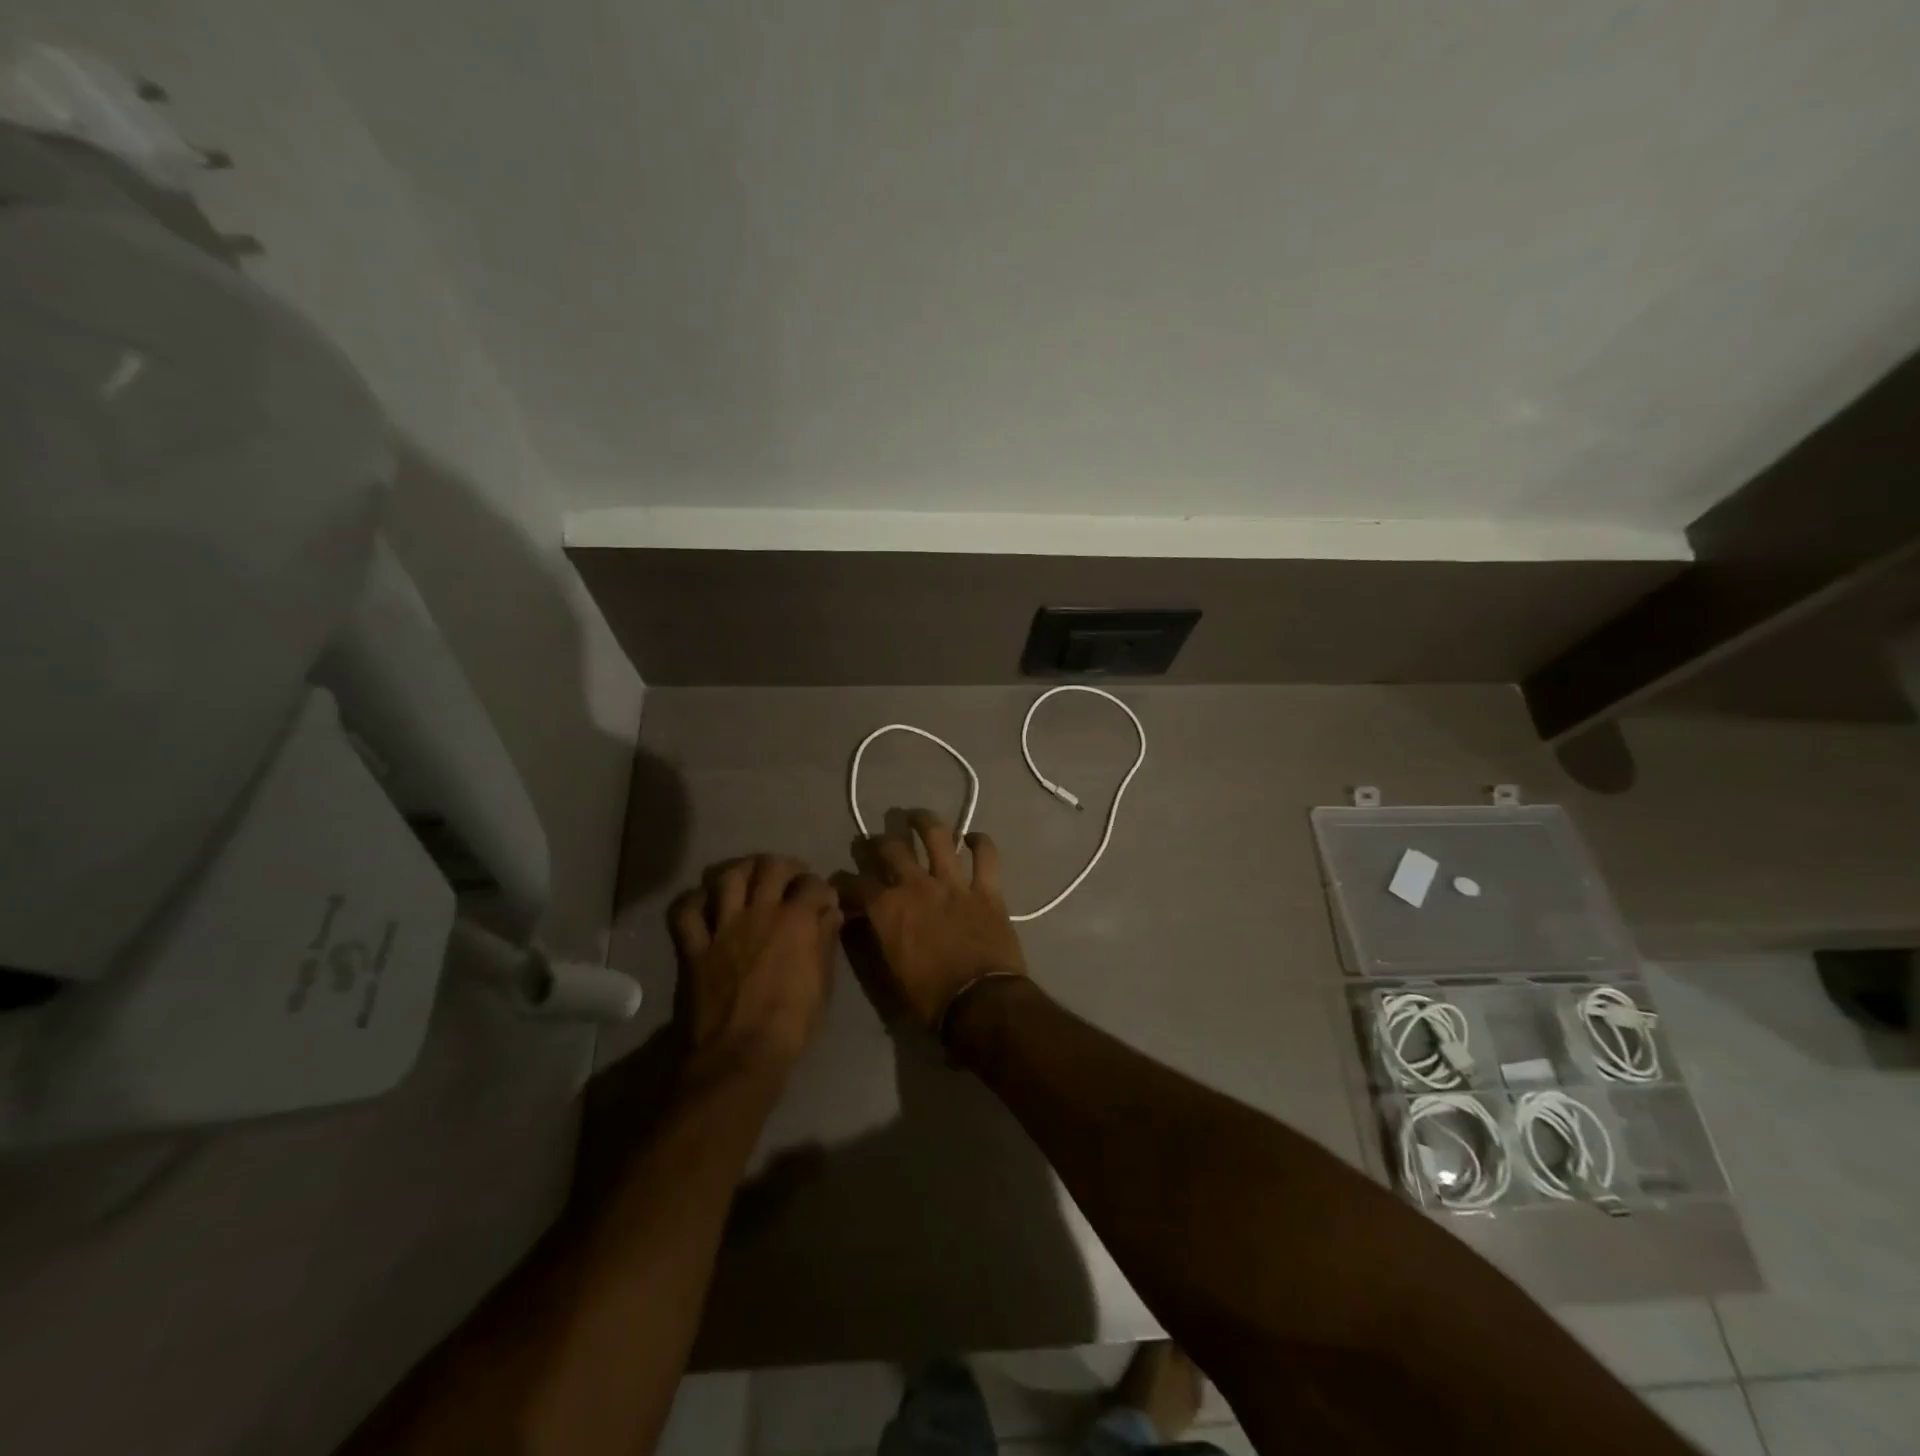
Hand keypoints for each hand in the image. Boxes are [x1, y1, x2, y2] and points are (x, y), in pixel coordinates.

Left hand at [669, 855, 841, 1078]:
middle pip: (770, 867)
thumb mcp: (823, 983)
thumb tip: (830, 912)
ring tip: (749, 876)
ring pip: (728, 877)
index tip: (823, 899)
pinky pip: (686, 912)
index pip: (813, 884)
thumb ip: (825, 941)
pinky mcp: (694, 946)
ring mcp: (723, 927)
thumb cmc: (792, 1024)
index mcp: (796, 920)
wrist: (740, 1055)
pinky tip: (706, 900)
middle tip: (789, 877)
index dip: (822, 888)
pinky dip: (695, 900)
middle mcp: (760, 912)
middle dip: (784, 866)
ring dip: (742, 870)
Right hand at [832, 811, 1027, 1029]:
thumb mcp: (889, 973)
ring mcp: (954, 883)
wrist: (980, 1002)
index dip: (844, 882)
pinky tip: (974, 837)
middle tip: (876, 842)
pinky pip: (986, 856)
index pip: (856, 885)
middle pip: (891, 849)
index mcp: (888, 909)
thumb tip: (862, 922)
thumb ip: (876, 939)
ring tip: (917, 816)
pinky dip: (981, 843)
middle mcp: (917, 886)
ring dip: (924, 822)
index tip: (841, 883)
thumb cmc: (930, 998)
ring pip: (937, 837)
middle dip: (878, 842)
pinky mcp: (986, 889)